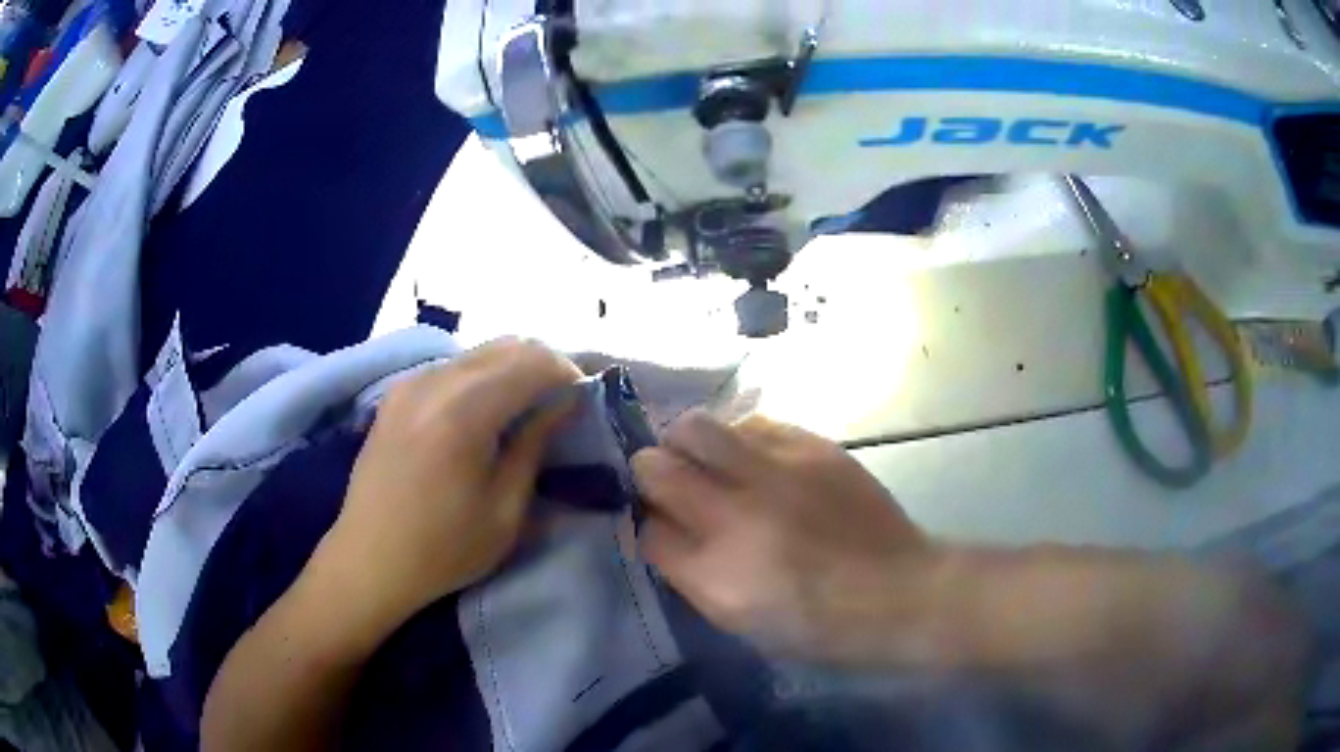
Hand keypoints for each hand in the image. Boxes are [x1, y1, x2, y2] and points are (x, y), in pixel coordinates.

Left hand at [321, 338, 580, 628]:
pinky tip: (484, 413)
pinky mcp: (396, 394)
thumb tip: (564, 404)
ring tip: (526, 408)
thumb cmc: (443, 549)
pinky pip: (451, 367)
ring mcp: (410, 383)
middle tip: (560, 403)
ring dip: (510, 369)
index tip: (584, 400)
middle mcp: (434, 382)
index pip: (532, 362)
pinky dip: (480, 377)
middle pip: (505, 346)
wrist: (368, 561)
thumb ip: (534, 446)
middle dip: (542, 365)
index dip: (567, 373)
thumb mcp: (504, 510)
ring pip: (477, 352)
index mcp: (464, 412)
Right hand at [632, 411, 926, 660]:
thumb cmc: (817, 623)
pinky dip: (740, 438)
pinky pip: (751, 423)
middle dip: (651, 469)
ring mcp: (774, 473)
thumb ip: (689, 572)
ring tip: (712, 461)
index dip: (647, 523)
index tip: (660, 522)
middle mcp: (735, 515)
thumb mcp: (739, 620)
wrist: (897, 590)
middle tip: (671, 479)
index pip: (646, 529)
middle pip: (656, 465)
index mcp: (715, 573)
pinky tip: (757, 459)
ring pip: (696, 427)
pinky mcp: (811, 446)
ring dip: (689, 444)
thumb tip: (660, 527)